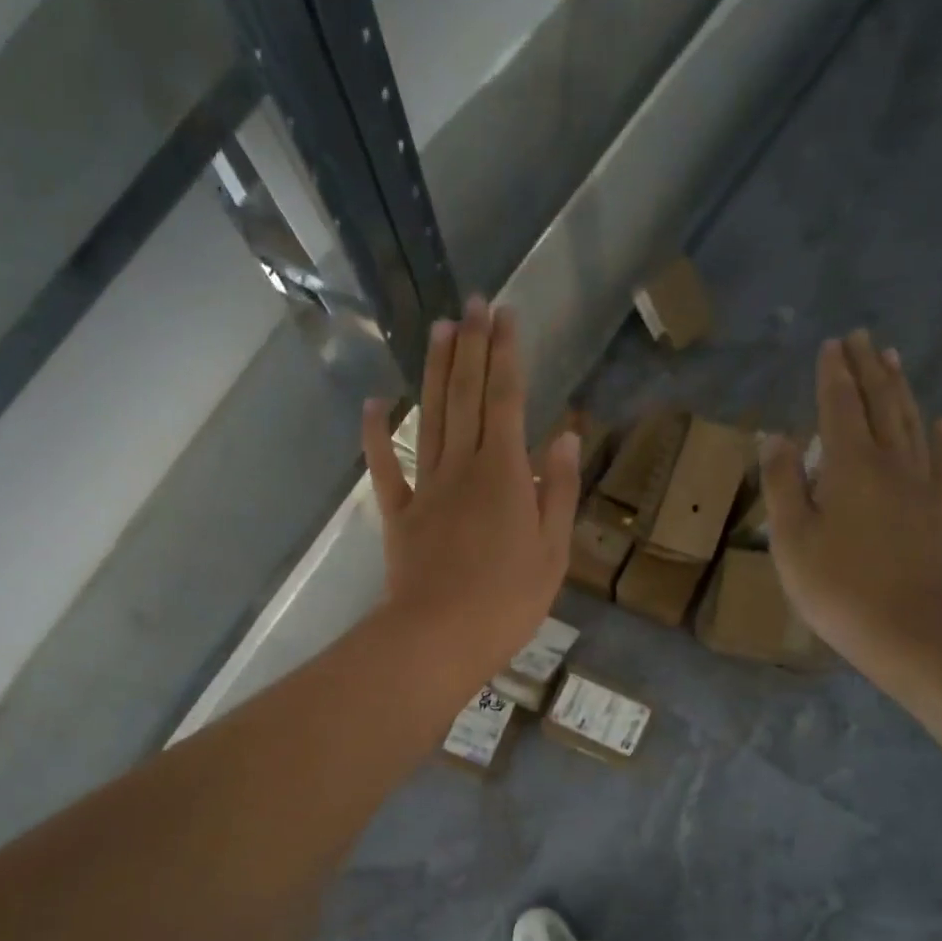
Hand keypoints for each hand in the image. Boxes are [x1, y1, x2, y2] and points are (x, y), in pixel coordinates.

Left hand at [363, 297, 580, 690]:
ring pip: (430, 418)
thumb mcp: (553, 551)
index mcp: (506, 474)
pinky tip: (375, 402)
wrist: (440, 637)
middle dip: (472, 347)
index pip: (508, 400)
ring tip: (439, 328)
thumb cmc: (508, 601)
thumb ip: (559, 491)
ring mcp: (426, 488)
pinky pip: (385, 468)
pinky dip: (377, 434)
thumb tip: (566, 436)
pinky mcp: (399, 514)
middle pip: (467, 397)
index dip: (507, 355)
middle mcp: (463, 468)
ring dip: (434, 371)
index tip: (506, 315)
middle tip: (474, 303)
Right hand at [762, 329, 941, 658]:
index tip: (831, 344)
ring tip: (893, 361)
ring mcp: (920, 486)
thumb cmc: (836, 584)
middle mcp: (889, 462)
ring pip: (911, 424)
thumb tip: (774, 436)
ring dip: (900, 390)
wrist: (910, 626)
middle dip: (868, 369)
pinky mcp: (938, 511)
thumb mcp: (791, 537)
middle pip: (880, 404)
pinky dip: (941, 439)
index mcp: (849, 465)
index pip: (839, 407)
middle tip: (861, 338)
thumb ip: (782, 483)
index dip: (833, 375)